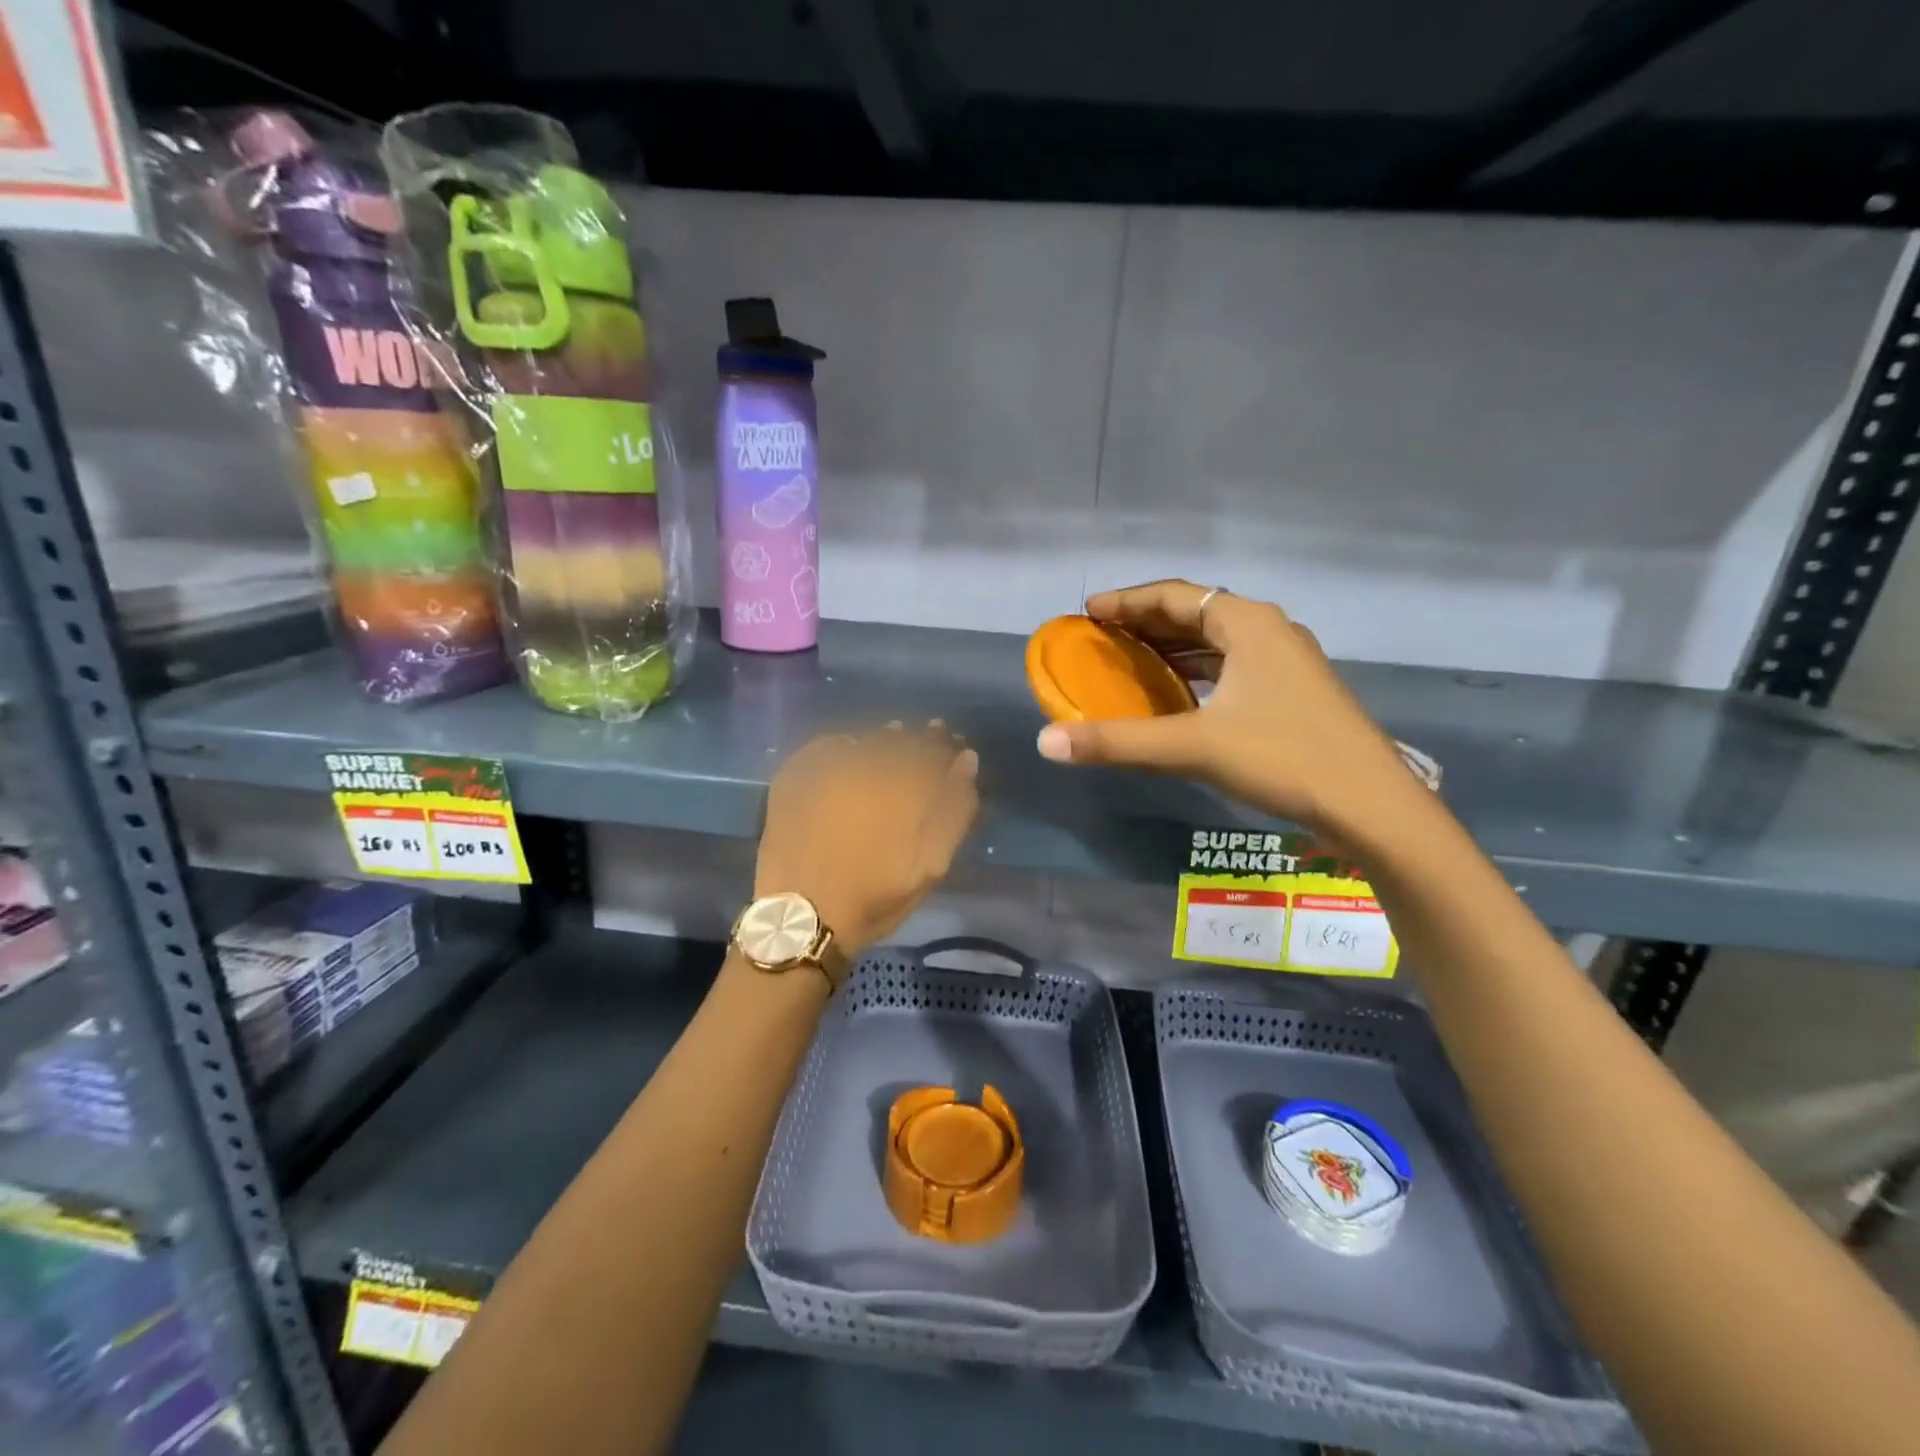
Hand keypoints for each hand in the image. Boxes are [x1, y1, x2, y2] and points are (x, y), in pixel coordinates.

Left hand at [756, 723, 979, 957]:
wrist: (801, 918)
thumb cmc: (873, 897)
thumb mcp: (930, 865)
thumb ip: (954, 810)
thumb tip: (967, 760)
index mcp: (903, 785)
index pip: (934, 748)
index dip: (947, 746)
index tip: (953, 747)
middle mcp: (866, 765)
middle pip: (900, 739)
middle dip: (917, 739)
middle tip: (925, 742)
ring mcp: (826, 766)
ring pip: (866, 739)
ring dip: (883, 740)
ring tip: (891, 745)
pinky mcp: (795, 773)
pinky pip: (828, 744)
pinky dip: (845, 745)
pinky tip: (851, 755)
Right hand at [1034, 580, 1420, 840]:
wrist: (1372, 805)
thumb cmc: (1283, 759)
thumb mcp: (1193, 747)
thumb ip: (1118, 741)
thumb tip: (1046, 742)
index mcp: (1248, 623)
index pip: (1175, 596)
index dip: (1127, 601)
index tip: (1088, 612)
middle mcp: (1270, 630)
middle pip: (1196, 612)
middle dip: (1147, 622)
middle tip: (1103, 636)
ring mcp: (1288, 661)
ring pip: (1218, 640)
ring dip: (1174, 647)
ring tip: (1132, 660)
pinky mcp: (1296, 691)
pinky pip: (1234, 664)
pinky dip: (1199, 670)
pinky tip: (1181, 693)